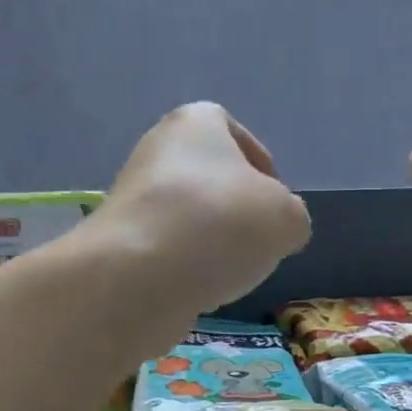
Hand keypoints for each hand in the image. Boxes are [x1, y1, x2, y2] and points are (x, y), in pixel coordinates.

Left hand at [93, 102, 310, 312]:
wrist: (140, 275)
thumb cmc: (220, 224)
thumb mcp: (286, 219)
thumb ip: (291, 218)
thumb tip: (278, 229)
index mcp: (196, 122)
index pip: (235, 134)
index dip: (262, 169)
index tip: (275, 205)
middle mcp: (157, 150)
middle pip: (211, 179)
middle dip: (236, 210)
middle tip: (258, 241)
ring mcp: (132, 197)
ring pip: (188, 217)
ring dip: (211, 241)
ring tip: (230, 271)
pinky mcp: (120, 242)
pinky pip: (167, 251)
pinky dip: (186, 268)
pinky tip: (198, 288)